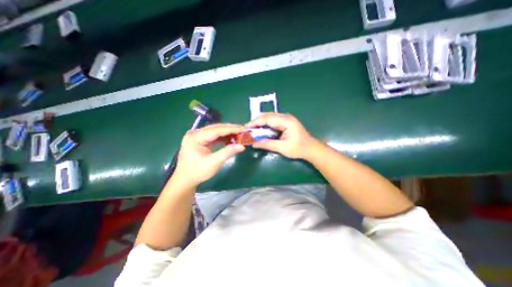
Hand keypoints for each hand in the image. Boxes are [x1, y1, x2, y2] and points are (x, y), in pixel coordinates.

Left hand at [172, 123, 245, 188]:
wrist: (185, 179)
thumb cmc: (197, 172)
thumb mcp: (213, 163)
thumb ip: (227, 152)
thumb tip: (242, 146)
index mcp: (195, 137)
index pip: (216, 130)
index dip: (231, 129)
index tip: (243, 129)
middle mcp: (195, 133)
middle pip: (216, 128)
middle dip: (231, 129)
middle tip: (243, 131)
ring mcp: (197, 135)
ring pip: (216, 131)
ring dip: (228, 132)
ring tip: (239, 134)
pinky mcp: (200, 139)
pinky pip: (214, 135)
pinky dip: (223, 137)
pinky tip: (231, 139)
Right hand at [245, 113, 318, 159]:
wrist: (311, 149)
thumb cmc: (299, 148)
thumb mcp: (282, 148)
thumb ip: (267, 144)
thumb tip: (253, 144)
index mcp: (286, 121)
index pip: (267, 119)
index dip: (255, 123)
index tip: (245, 127)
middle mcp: (285, 117)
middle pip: (267, 116)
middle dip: (256, 122)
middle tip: (247, 129)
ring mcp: (286, 118)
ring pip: (269, 117)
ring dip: (260, 123)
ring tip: (252, 130)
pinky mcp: (286, 122)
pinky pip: (272, 121)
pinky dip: (265, 125)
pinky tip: (261, 130)